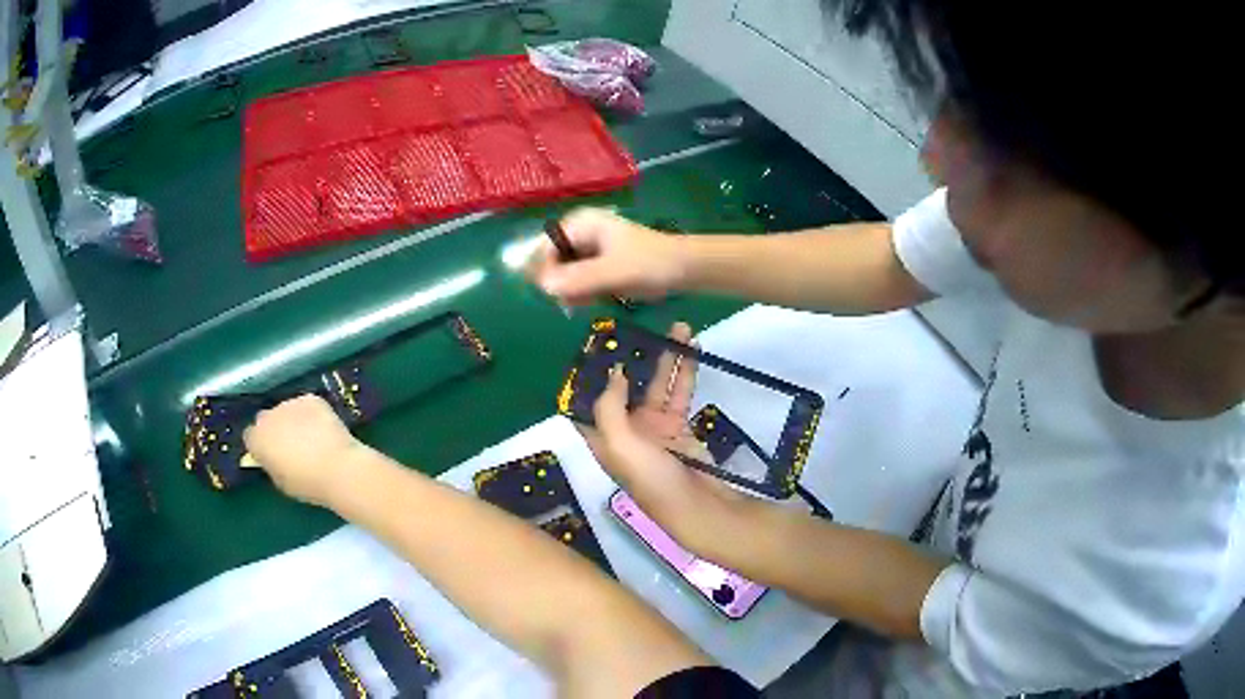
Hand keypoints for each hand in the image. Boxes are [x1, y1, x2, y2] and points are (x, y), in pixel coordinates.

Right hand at [243, 394, 363, 507]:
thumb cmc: (307, 484)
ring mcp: (289, 404)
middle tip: (291, 446)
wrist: (337, 468)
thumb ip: (272, 465)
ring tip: (311, 438)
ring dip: (293, 421)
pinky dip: (311, 414)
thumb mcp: (281, 482)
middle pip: (266, 420)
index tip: (271, 456)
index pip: (250, 437)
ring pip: (286, 410)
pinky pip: (306, 405)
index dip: (261, 446)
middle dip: (275, 430)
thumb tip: (274, 459)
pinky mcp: (310, 399)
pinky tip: (323, 428)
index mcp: (257, 439)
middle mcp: (268, 416)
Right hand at [527, 208, 689, 306]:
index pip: (544, 246)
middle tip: (579, 299)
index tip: (556, 292)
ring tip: (594, 297)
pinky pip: (576, 282)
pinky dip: (583, 293)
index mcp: (581, 223)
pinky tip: (598, 298)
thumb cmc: (651, 263)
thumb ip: (579, 279)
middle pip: (551, 261)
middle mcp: (579, 233)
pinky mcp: (596, 266)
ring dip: (573, 291)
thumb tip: (544, 287)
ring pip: (562, 275)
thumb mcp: (613, 271)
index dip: (544, 270)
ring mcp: (587, 250)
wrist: (683, 270)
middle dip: (561, 283)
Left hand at [581, 323, 742, 511]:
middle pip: (627, 387)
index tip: (597, 343)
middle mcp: (626, 430)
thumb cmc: (650, 477)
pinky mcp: (681, 426)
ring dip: (669, 359)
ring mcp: (655, 427)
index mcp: (604, 437)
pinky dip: (687, 372)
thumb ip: (609, 406)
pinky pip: (681, 393)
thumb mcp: (619, 444)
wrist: (697, 505)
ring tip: (681, 328)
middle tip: (643, 328)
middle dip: (635, 359)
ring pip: (658, 385)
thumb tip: (612, 372)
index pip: (589, 403)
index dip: (590, 376)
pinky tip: (693, 349)